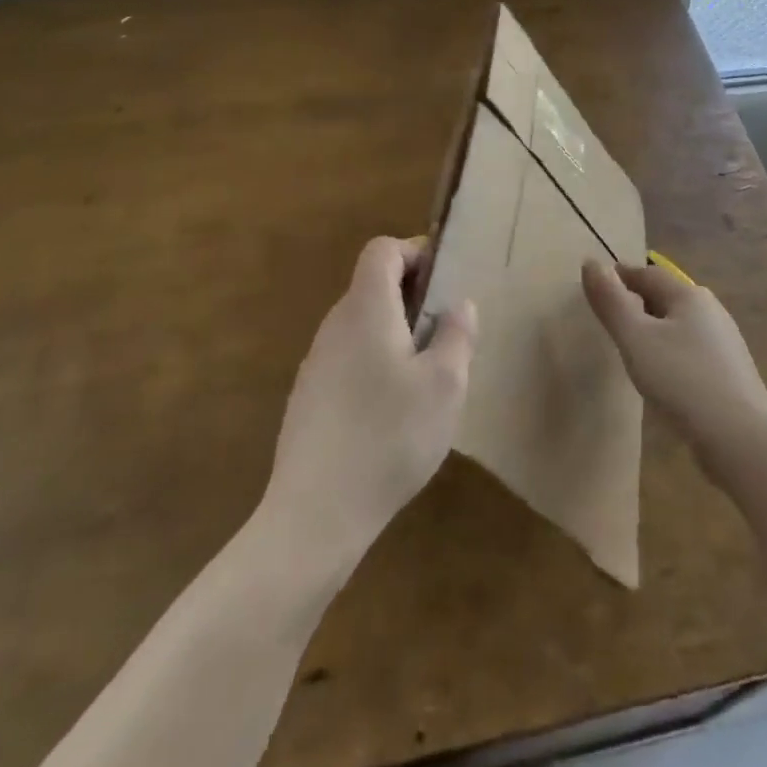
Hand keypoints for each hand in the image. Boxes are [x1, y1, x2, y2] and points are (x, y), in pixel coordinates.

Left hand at [264, 237, 476, 564]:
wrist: (315, 515)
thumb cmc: (389, 437)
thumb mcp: (445, 385)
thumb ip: (456, 335)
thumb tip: (458, 305)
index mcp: (366, 309)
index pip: (382, 250)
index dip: (415, 252)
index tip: (444, 282)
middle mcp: (335, 325)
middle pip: (372, 286)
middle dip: (412, 297)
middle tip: (446, 333)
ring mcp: (316, 363)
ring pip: (362, 325)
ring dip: (395, 333)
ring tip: (426, 376)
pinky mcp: (308, 398)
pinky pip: (348, 358)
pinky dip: (375, 363)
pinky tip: (393, 412)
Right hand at [581, 260, 766, 476]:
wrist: (742, 439)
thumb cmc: (682, 380)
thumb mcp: (636, 339)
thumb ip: (611, 302)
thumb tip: (590, 261)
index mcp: (689, 296)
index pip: (647, 274)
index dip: (620, 277)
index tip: (596, 288)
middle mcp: (711, 311)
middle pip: (666, 297)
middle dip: (637, 302)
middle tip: (609, 318)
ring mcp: (724, 344)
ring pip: (680, 325)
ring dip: (654, 329)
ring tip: (630, 348)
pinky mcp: (729, 375)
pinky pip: (691, 352)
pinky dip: (670, 354)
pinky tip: (661, 377)